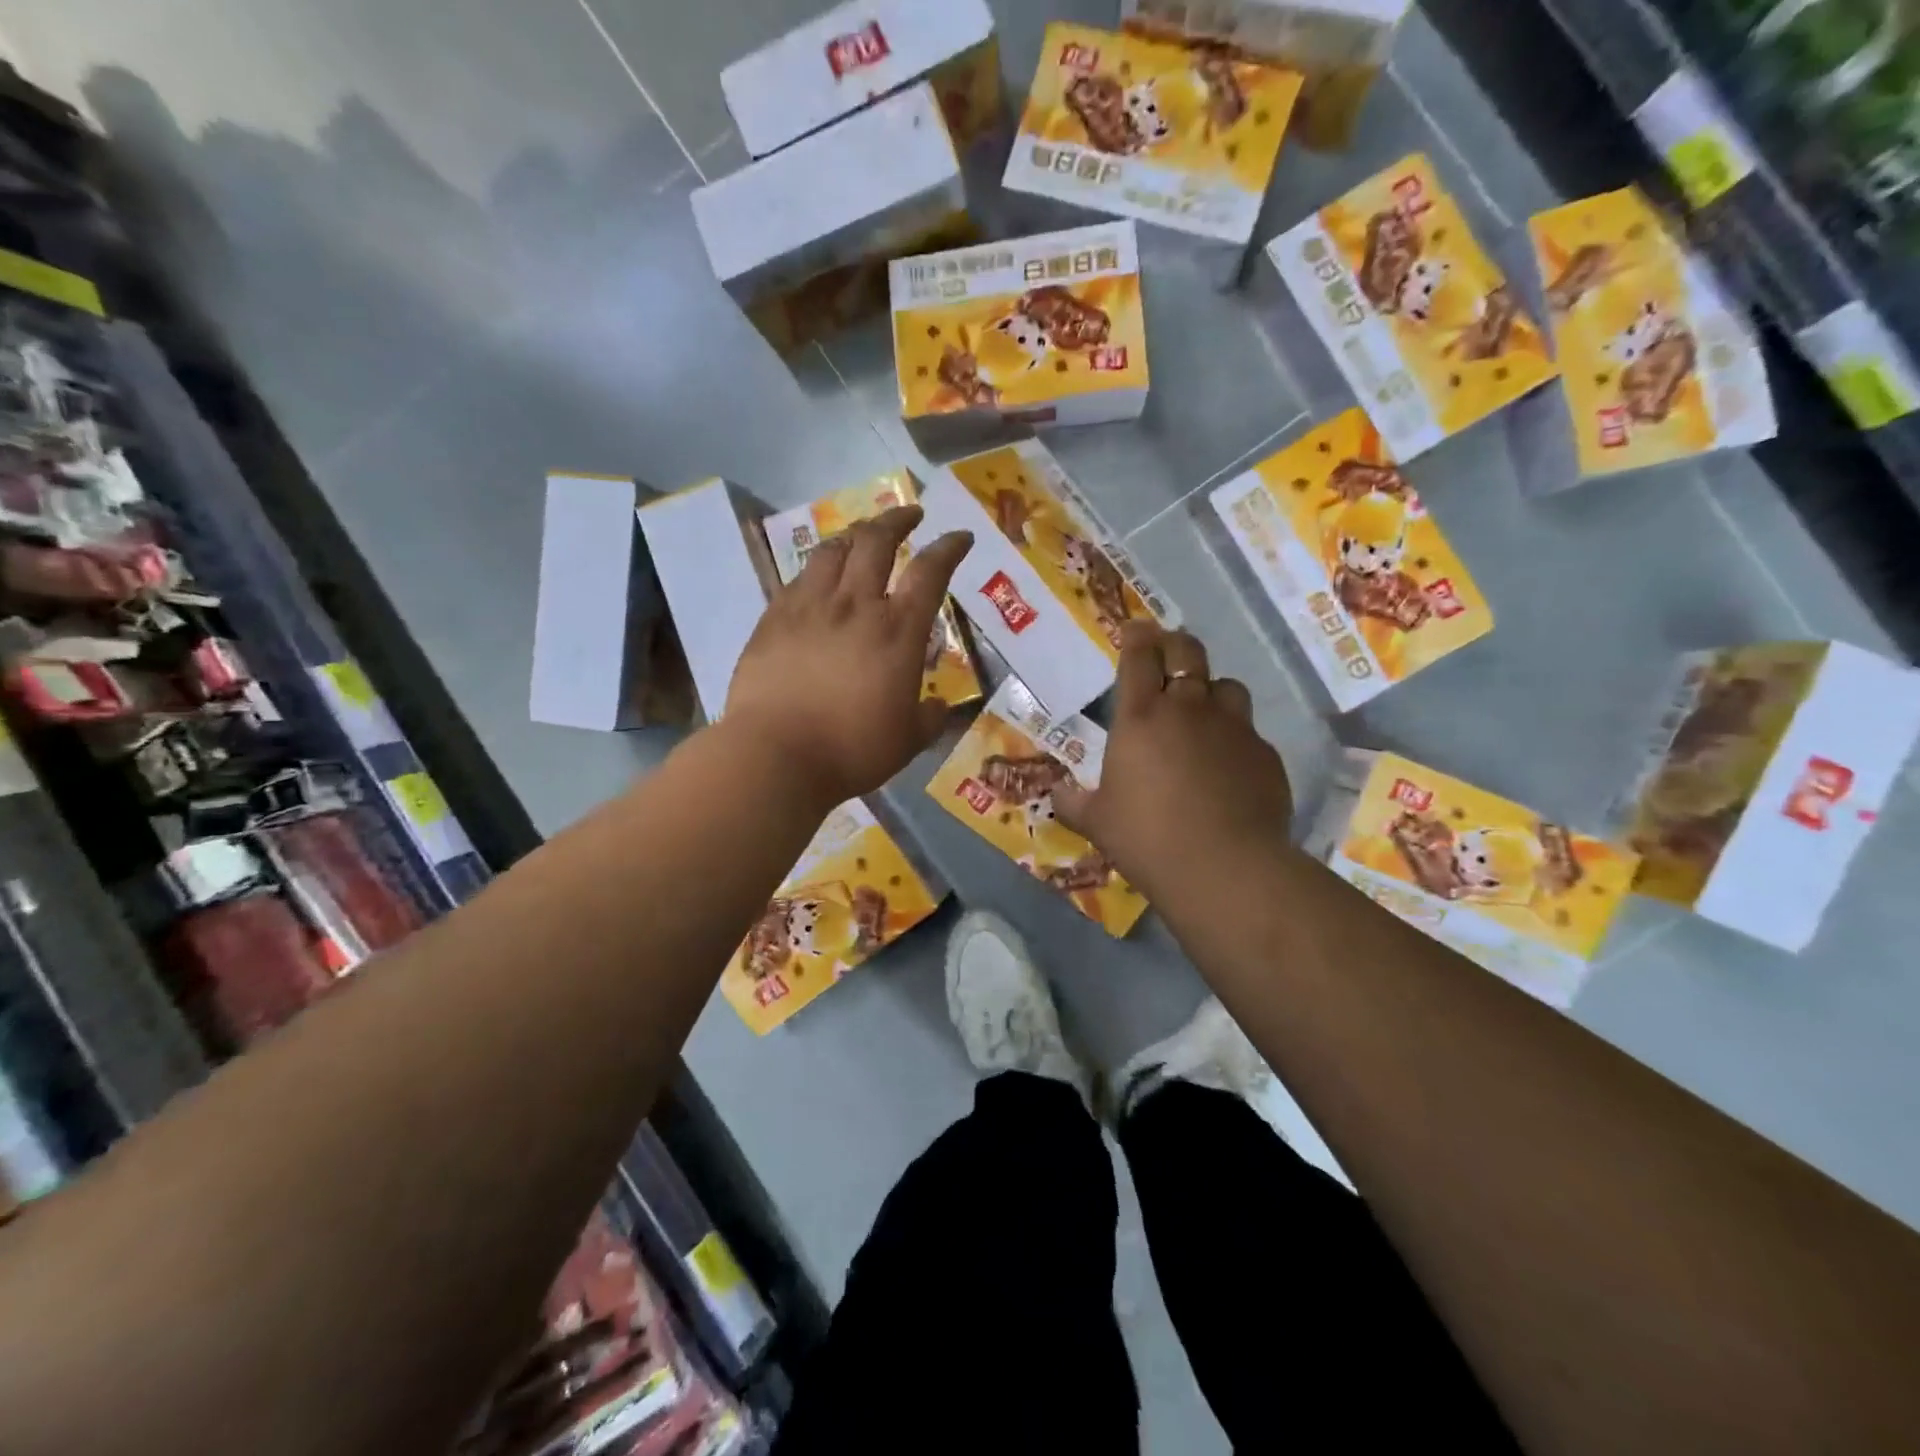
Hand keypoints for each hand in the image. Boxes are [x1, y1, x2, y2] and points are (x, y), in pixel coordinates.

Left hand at [725, 505, 971, 805]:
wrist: (777, 755)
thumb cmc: (852, 751)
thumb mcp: (907, 740)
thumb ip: (928, 718)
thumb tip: (938, 707)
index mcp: (897, 631)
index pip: (930, 572)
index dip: (949, 547)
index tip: (960, 536)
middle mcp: (855, 605)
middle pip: (877, 541)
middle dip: (898, 519)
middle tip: (910, 514)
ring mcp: (809, 607)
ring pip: (833, 550)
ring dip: (854, 535)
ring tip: (862, 536)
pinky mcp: (773, 619)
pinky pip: (798, 579)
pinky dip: (816, 569)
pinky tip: (818, 577)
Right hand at [1055, 623, 1293, 894]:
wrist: (1224, 867)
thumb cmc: (1147, 838)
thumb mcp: (1097, 822)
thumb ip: (1073, 803)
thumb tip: (1057, 795)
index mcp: (1141, 717)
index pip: (1140, 656)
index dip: (1137, 637)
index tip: (1134, 630)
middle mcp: (1189, 709)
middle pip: (1188, 653)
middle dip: (1175, 644)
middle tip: (1167, 650)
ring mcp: (1234, 728)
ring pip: (1227, 686)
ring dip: (1211, 690)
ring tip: (1203, 709)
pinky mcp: (1265, 754)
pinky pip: (1249, 732)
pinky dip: (1235, 737)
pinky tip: (1228, 765)